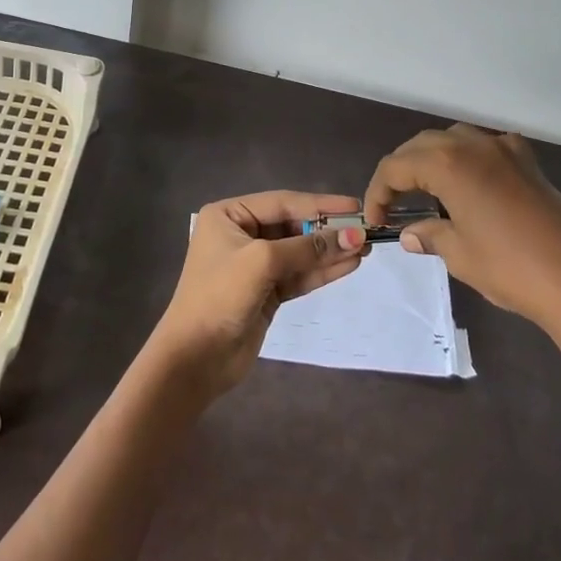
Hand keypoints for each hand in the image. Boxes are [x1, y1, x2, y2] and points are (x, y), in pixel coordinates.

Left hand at [148, 190, 367, 396]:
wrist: (195, 359)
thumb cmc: (220, 296)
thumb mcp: (262, 262)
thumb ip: (307, 248)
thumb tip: (353, 235)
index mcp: (229, 215)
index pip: (282, 202)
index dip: (320, 204)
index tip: (355, 206)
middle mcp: (241, 234)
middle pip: (293, 226)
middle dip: (327, 229)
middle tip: (365, 230)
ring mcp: (254, 265)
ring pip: (300, 252)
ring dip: (330, 251)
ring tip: (365, 248)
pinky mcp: (266, 292)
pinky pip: (299, 275)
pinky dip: (322, 271)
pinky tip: (349, 264)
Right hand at [364, 124, 560, 339]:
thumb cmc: (511, 267)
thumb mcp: (460, 254)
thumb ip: (430, 236)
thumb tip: (410, 233)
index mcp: (448, 163)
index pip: (396, 166)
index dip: (378, 191)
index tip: (375, 220)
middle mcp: (474, 145)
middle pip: (422, 146)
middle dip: (402, 170)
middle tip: (393, 203)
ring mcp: (505, 149)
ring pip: (455, 140)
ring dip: (433, 159)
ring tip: (426, 190)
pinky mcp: (529, 163)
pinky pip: (488, 146)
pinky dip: (470, 158)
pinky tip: (472, 181)